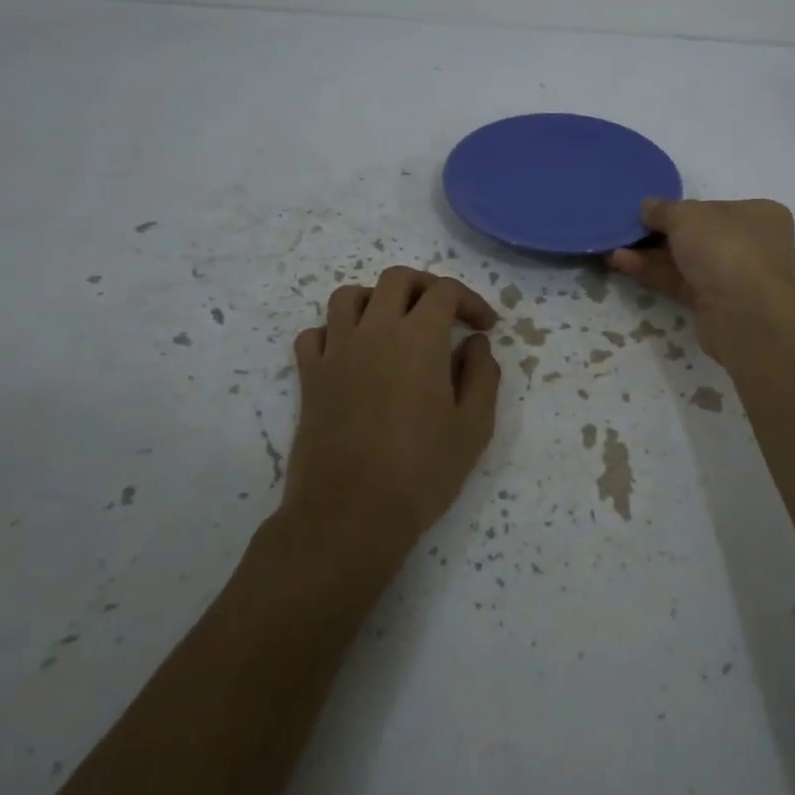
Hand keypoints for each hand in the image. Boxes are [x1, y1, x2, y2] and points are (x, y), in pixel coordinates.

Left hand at [285, 267, 501, 549]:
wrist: (349, 514)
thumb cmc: (421, 472)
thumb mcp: (474, 427)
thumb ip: (482, 376)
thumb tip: (475, 343)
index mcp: (419, 338)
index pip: (445, 292)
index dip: (471, 301)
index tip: (485, 327)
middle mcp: (375, 331)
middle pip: (397, 279)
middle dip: (427, 287)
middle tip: (445, 315)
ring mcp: (336, 351)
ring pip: (349, 296)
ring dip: (377, 300)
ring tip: (395, 325)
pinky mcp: (310, 377)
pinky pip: (316, 334)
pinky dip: (335, 332)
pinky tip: (353, 354)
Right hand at [607, 197, 794, 361]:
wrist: (743, 312)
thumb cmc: (723, 247)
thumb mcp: (686, 215)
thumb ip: (664, 209)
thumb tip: (647, 206)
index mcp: (759, 215)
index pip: (715, 207)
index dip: (682, 208)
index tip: (652, 211)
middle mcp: (754, 245)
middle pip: (700, 236)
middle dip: (661, 234)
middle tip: (629, 230)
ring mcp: (736, 278)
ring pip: (688, 262)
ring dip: (651, 256)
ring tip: (614, 248)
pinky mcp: (718, 305)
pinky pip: (682, 284)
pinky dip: (655, 274)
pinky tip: (623, 263)